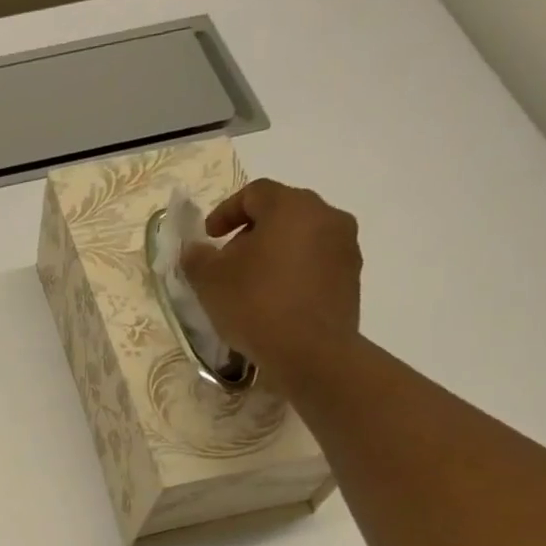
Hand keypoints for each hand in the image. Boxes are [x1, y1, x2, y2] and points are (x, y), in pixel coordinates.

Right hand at [180, 179, 362, 394]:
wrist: (311, 353)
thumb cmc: (256, 305)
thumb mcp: (210, 282)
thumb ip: (197, 258)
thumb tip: (194, 249)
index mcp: (291, 206)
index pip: (254, 193)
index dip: (225, 212)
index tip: (208, 237)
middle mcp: (326, 216)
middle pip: (282, 213)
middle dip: (251, 234)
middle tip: (228, 263)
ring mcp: (344, 247)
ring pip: (301, 239)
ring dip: (274, 254)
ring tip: (252, 286)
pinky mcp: (351, 278)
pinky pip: (315, 265)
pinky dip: (293, 274)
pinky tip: (275, 302)